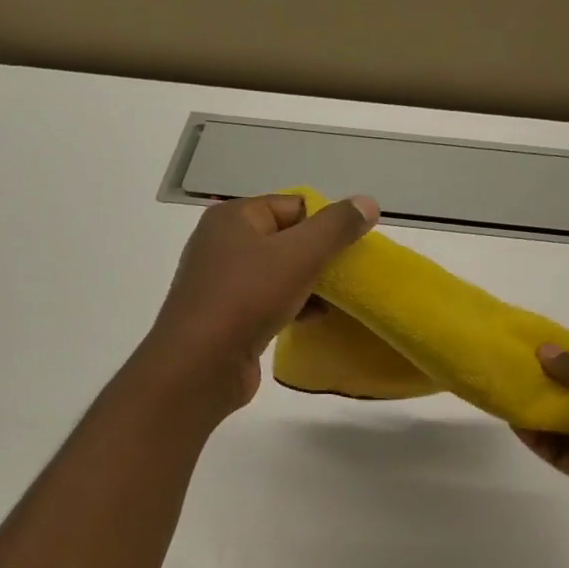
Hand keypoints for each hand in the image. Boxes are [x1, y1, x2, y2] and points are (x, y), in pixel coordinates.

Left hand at [145, 192, 378, 416]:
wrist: (201, 365)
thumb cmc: (248, 298)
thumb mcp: (300, 255)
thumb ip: (336, 227)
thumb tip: (367, 202)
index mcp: (233, 218)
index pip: (293, 206)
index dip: (326, 224)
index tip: (352, 249)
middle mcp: (223, 244)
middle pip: (287, 239)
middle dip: (320, 256)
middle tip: (349, 275)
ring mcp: (222, 283)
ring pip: (279, 273)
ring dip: (310, 285)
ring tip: (339, 300)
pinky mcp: (227, 317)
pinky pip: (269, 302)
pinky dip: (293, 307)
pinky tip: (314, 319)